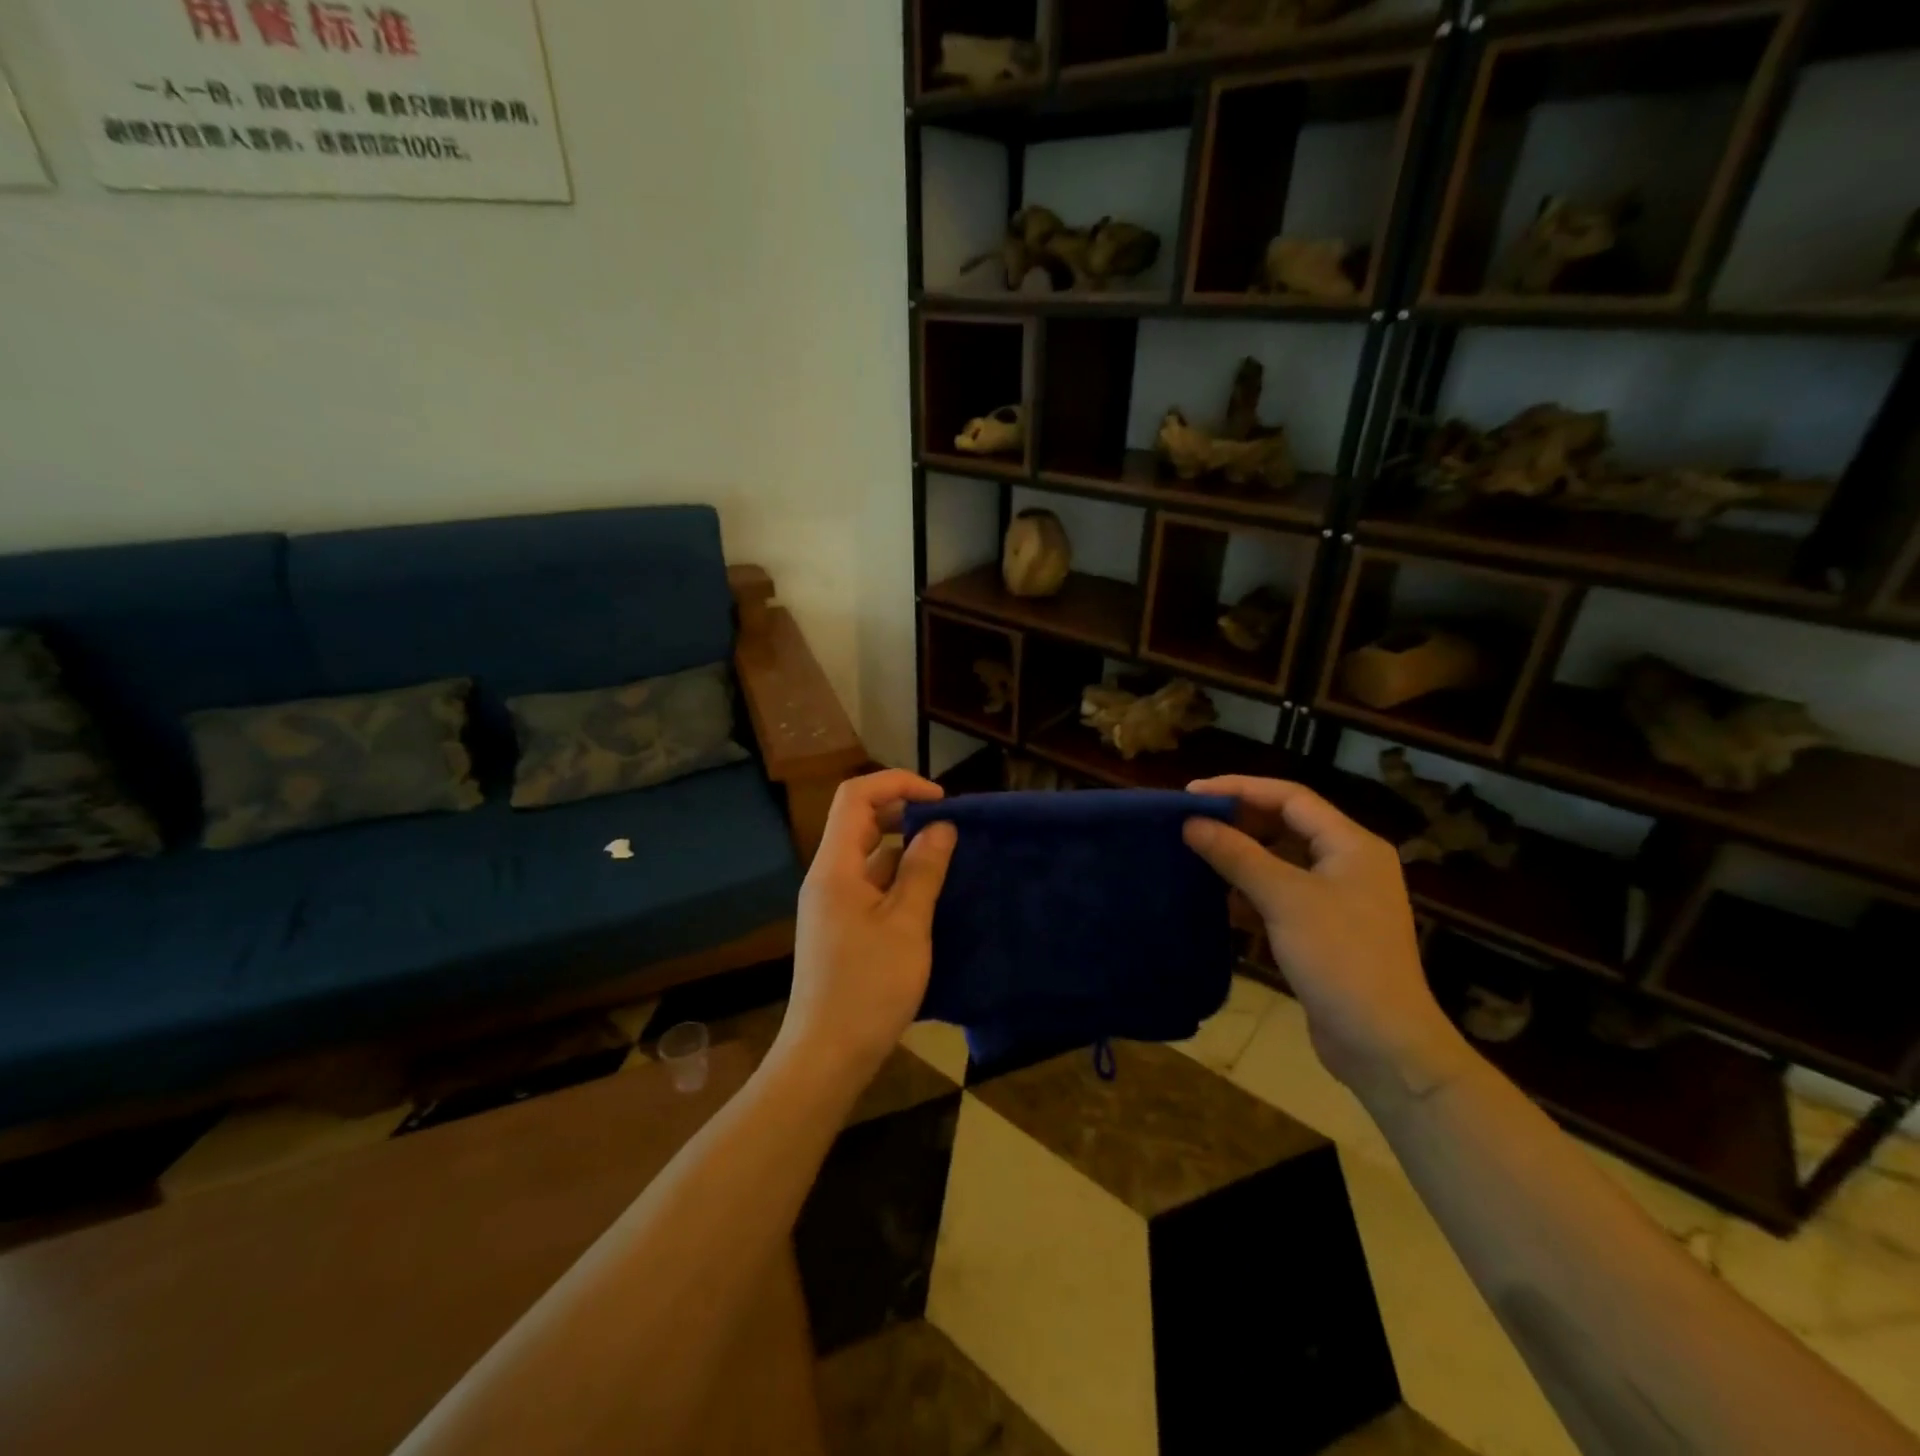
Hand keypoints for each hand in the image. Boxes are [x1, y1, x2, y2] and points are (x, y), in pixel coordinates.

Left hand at [778, 770, 958, 1085]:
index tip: (940, 800)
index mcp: (835, 867)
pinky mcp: (841, 926)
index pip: (856, 796)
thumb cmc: (868, 987)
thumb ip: (924, 870)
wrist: (827, 1056)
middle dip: (904, 813)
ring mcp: (832, 903)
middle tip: (949, 828)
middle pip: (861, 821)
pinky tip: (931, 895)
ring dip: (906, 849)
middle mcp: (828, 877)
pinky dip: (899, 879)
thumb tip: (941, 827)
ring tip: (949, 860)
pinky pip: (871, 885)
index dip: (897, 783)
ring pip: (869, 855)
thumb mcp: (907, 925)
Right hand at [1183, 777, 1470, 1103]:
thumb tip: (1192, 823)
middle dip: (1238, 822)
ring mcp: (1337, 899)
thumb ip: (1236, 855)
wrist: (1382, 1044)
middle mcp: (1348, 863)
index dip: (1240, 789)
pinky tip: (1218, 899)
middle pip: (1285, 826)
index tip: (1193, 795)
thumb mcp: (1284, 899)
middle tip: (1191, 824)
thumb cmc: (1340, 959)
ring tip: (1196, 855)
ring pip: (1280, 862)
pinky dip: (1249, 892)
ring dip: (1240, 857)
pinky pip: (1280, 895)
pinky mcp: (1323, 931)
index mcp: (1352, 845)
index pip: (1290, 797)